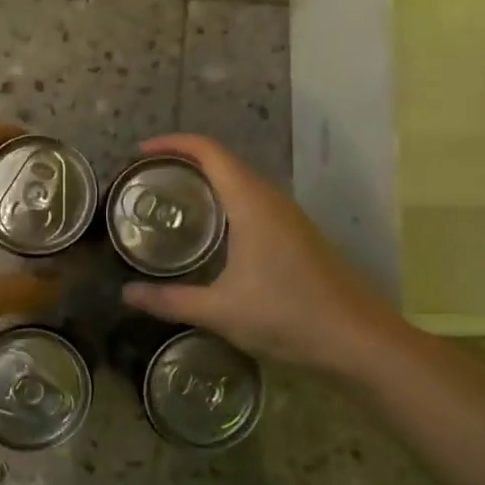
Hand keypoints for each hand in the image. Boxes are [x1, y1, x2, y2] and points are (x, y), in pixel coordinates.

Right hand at [119, 133, 394, 369]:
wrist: (358, 340)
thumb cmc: (288, 317)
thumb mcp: (220, 312)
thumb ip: (170, 300)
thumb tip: (126, 294)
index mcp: (251, 204)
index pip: (209, 152)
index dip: (173, 144)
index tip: (140, 154)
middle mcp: (272, 200)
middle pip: (224, 161)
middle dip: (184, 162)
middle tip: (148, 182)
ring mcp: (289, 217)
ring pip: (241, 183)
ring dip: (207, 182)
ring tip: (172, 202)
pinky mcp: (298, 235)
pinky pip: (254, 203)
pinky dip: (225, 203)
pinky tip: (211, 235)